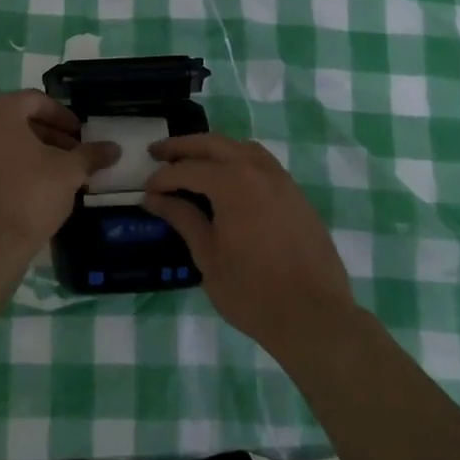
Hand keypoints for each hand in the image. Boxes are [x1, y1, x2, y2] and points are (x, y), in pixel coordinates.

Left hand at [0, 91, 119, 293]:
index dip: (62, 116)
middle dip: (40, 136)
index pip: (35, 101)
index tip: (78, 135)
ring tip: (38, 178)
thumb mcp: (69, 174)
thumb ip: (91, 155)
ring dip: (14, 156)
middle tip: (64, 156)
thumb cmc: (28, 199)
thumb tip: (113, 148)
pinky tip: (9, 198)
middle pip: (11, 122)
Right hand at [143, 133, 358, 356]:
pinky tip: (228, 179)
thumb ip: (182, 219)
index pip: (187, 169)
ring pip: (241, 148)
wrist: (314, 315)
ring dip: (213, 149)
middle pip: (214, 144)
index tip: (146, 191)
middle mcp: (258, 170)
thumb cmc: (252, 291)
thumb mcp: (208, 257)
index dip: (162, 179)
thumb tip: (155, 199)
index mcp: (232, 183)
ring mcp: (282, 179)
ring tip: (192, 161)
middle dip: (182, 147)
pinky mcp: (296, 194)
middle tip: (157, 153)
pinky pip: (261, 163)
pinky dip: (238, 160)